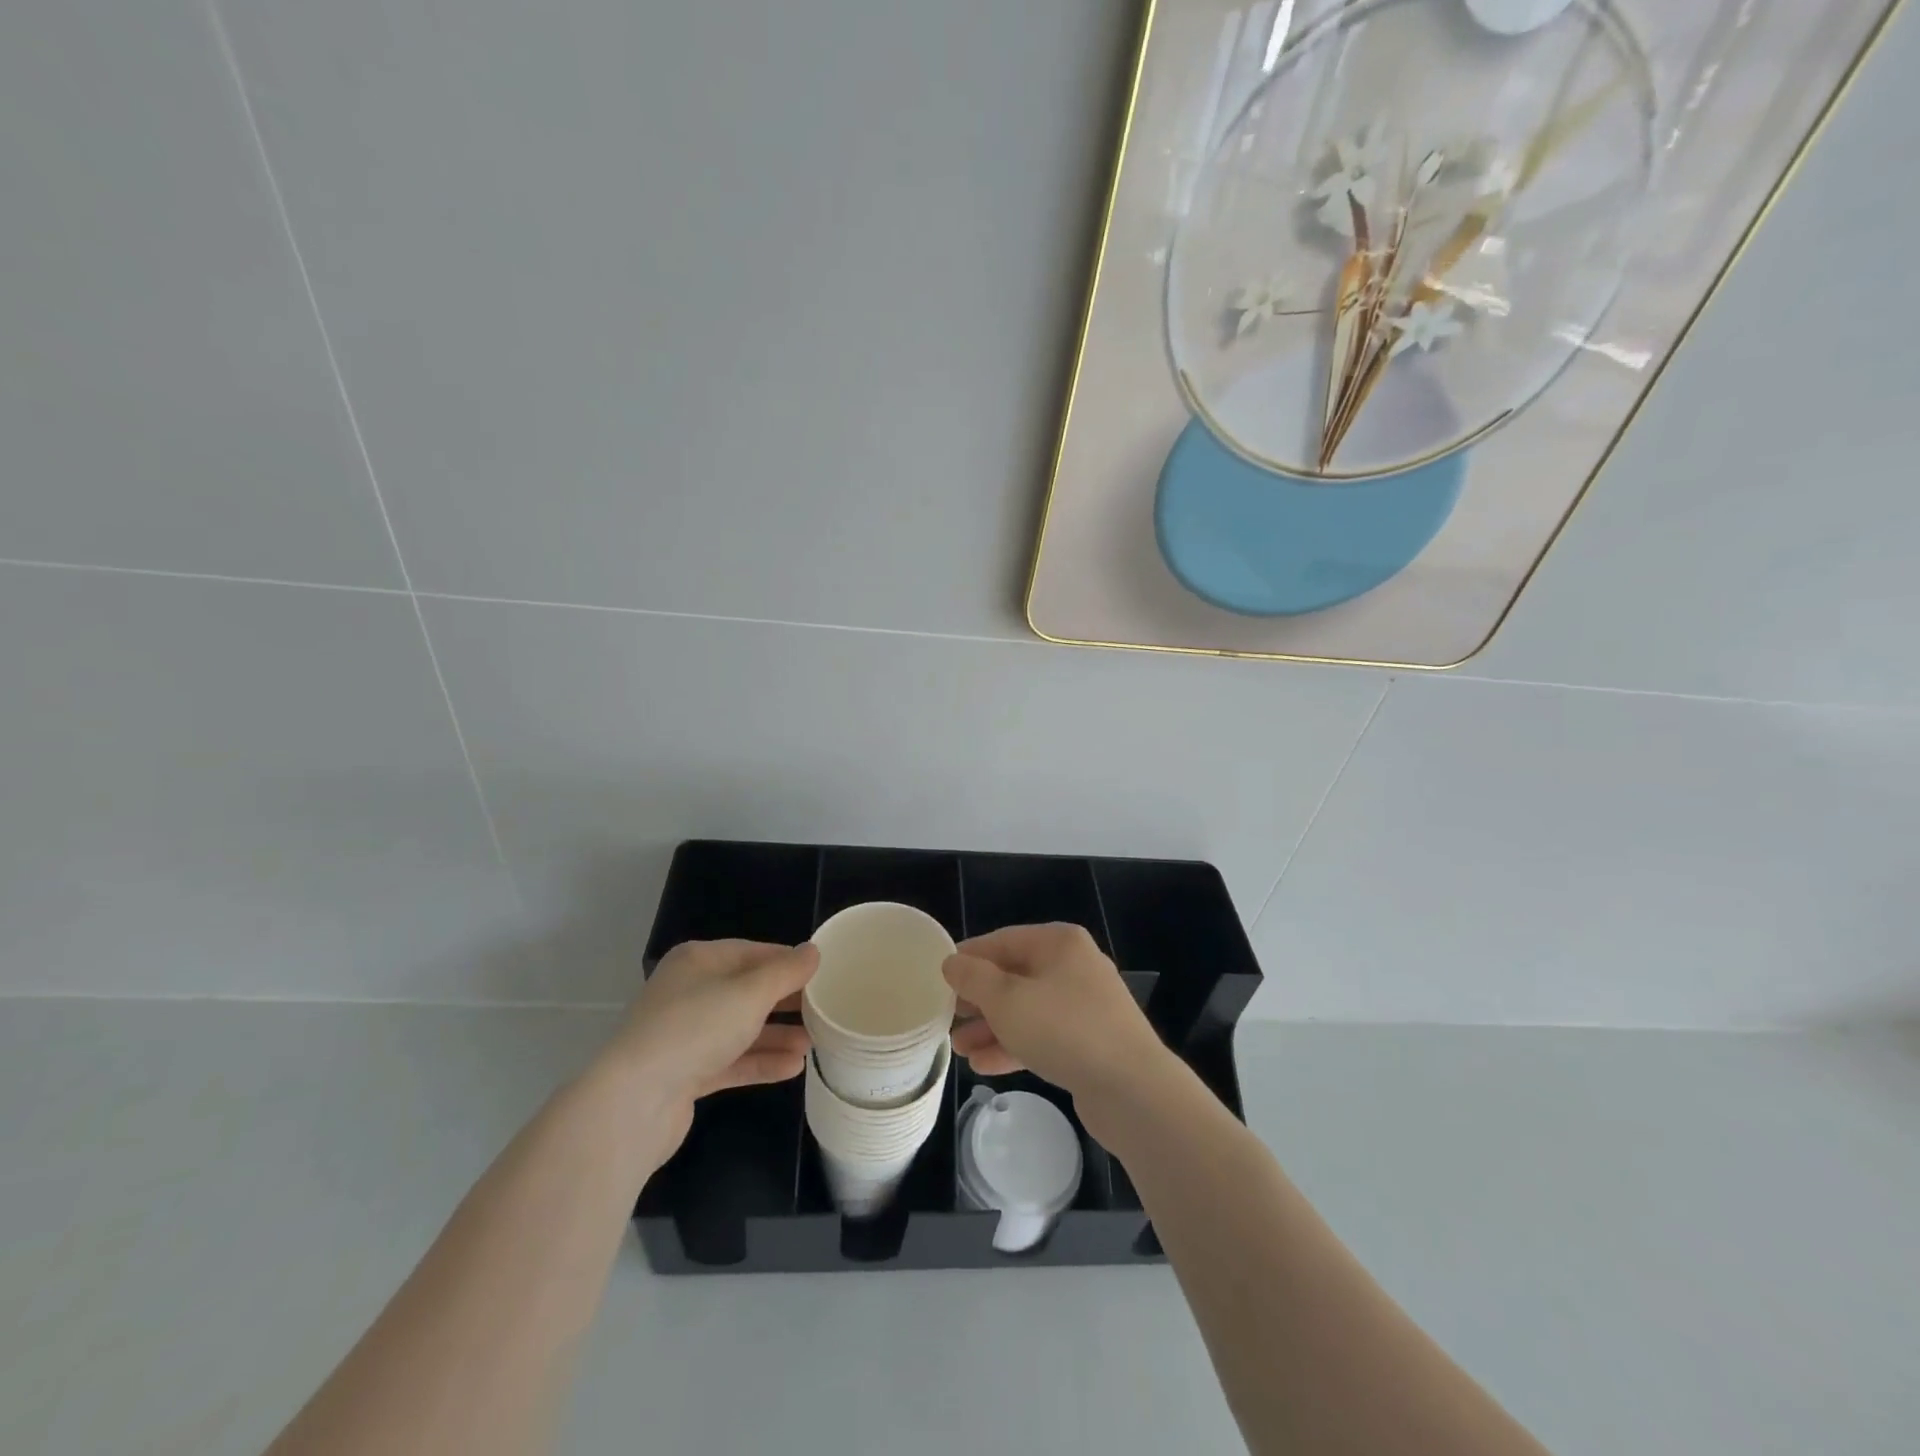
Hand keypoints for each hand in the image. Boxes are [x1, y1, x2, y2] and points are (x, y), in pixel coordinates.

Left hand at [596, 939, 816, 1163]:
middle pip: (747, 991)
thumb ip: (786, 972)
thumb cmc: (695, 1028)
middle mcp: (689, 992)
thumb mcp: (750, 993)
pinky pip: (731, 1061)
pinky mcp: (685, 1073)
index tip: (823, 974)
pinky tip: (793, 1068)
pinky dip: (760, 1062)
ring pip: (741, 1029)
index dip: (788, 962)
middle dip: (785, 1002)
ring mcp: (685, 1035)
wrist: (634, 1101)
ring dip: (777, 1035)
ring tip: (814, 1043)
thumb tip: (813, 951)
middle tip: (824, 1010)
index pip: (753, 953)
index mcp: (699, 961)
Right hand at [944, 924, 1166, 1116]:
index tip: (939, 978)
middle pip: (1014, 975)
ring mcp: (1085, 1005)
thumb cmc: (1064, 1030)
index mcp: (1059, 943)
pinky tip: (983, 1065)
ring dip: (992, 1026)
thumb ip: (973, 978)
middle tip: (948, 1017)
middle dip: (979, 998)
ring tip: (958, 1048)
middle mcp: (1074, 966)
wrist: (1133, 1089)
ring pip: (1027, 1009)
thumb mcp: (1007, 999)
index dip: (969, 958)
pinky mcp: (1090, 1041)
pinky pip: (1043, 1035)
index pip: (1002, 940)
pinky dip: (1015, 1045)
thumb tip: (952, 962)